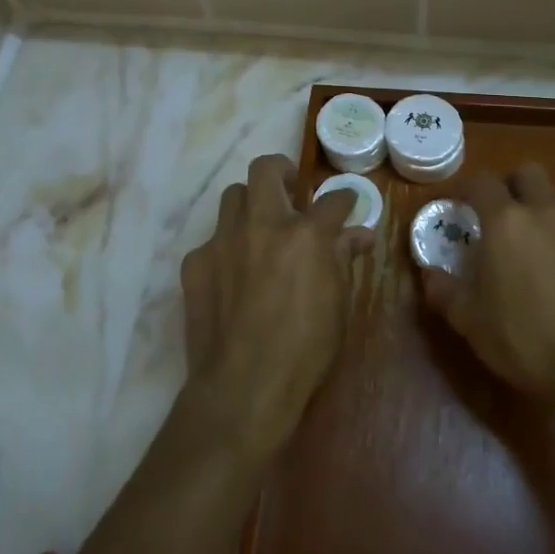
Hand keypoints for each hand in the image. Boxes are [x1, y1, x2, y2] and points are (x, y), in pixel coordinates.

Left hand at [179, 153, 368, 450]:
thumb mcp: (338, 303)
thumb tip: (359, 234)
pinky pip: (213, 239)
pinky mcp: (196, 261)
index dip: (344, 199)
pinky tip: (233, 274)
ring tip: (260, 228)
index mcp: (306, 234)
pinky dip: (227, 247)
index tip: (345, 204)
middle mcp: (263, 224)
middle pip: (266, 169)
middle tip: (291, 192)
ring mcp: (224, 240)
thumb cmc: (306, 348)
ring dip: (250, 204)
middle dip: (282, 172)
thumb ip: (343, 258)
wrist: (244, 384)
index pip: (333, 200)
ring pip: (233, 195)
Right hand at [420, 164, 554, 407]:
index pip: (482, 182)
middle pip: (528, 174)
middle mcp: (544, 214)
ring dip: (536, 211)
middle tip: (493, 215)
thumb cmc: (523, 336)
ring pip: (554, 202)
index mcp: (506, 221)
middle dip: (510, 185)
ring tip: (520, 248)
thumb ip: (445, 291)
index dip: (465, 188)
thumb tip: (428, 275)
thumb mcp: (470, 320)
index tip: (454, 206)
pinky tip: (550, 274)